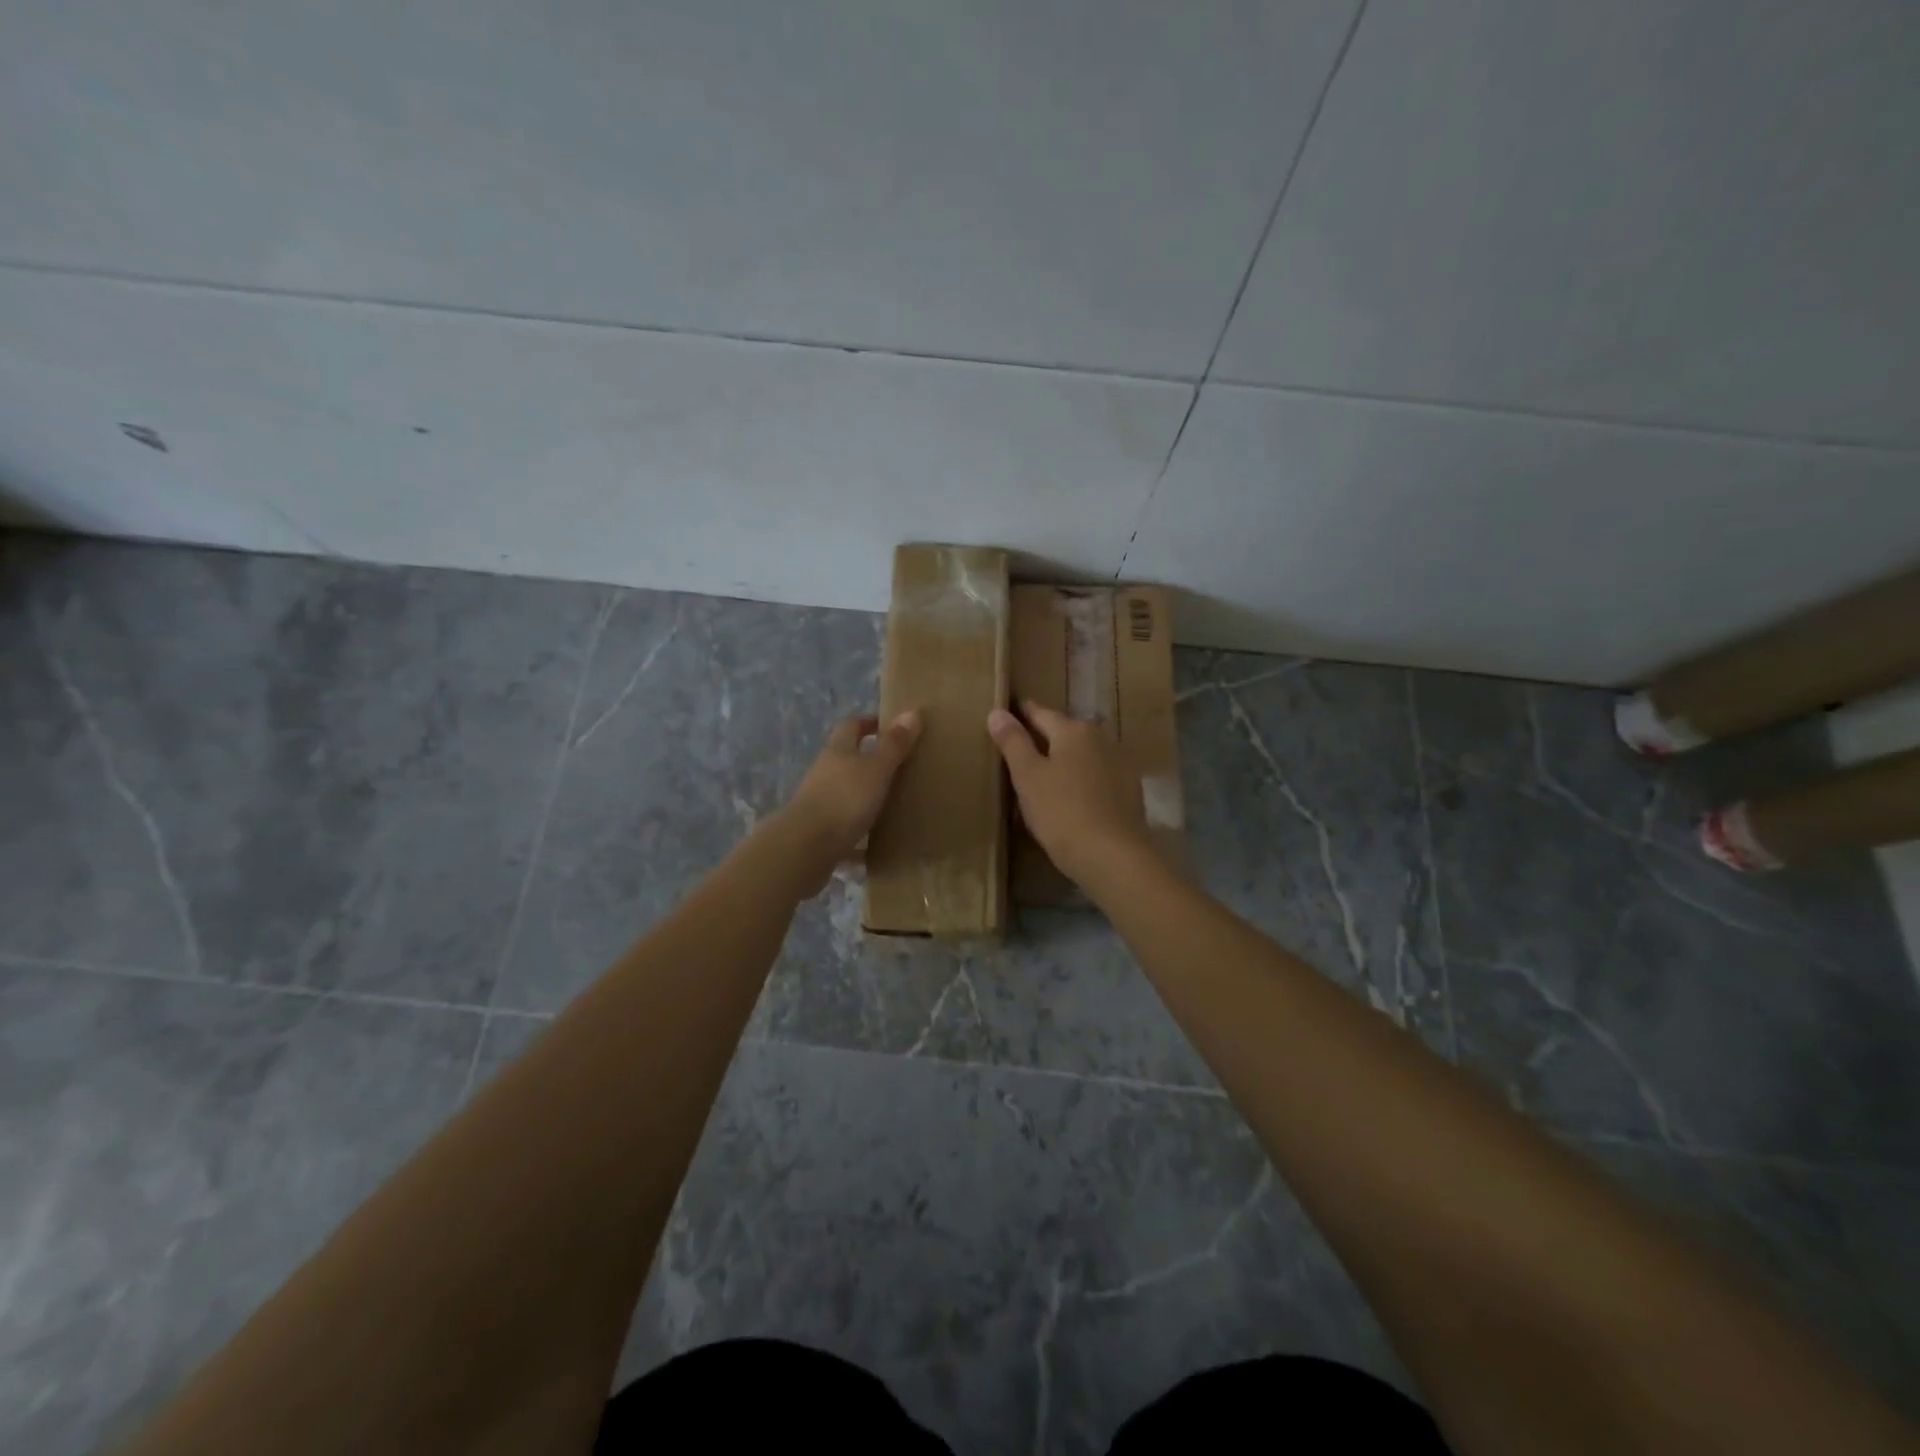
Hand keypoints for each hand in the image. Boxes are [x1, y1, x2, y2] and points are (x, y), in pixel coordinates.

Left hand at [773, 711, 921, 894]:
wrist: (805, 847)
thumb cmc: (844, 799)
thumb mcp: (876, 769)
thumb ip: (894, 744)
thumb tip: (913, 712)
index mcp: (838, 752)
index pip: (851, 726)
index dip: (868, 723)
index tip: (888, 726)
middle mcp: (824, 773)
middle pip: (846, 760)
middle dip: (868, 761)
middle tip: (899, 767)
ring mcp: (819, 804)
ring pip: (844, 794)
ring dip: (864, 797)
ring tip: (892, 805)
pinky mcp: (819, 833)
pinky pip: (844, 830)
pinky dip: (858, 835)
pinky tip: (875, 847)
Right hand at [987, 700, 1155, 890]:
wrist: (1113, 857)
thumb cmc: (1062, 813)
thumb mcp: (1028, 777)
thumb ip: (1013, 742)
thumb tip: (997, 711)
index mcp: (1073, 730)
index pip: (1040, 713)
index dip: (1021, 714)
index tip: (1007, 714)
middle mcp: (1101, 738)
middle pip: (1065, 732)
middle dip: (1044, 738)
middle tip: (1021, 751)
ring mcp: (1120, 763)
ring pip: (1084, 754)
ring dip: (1066, 760)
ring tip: (1045, 776)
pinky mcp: (1130, 790)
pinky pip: (1098, 776)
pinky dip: (1082, 779)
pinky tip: (1072, 797)